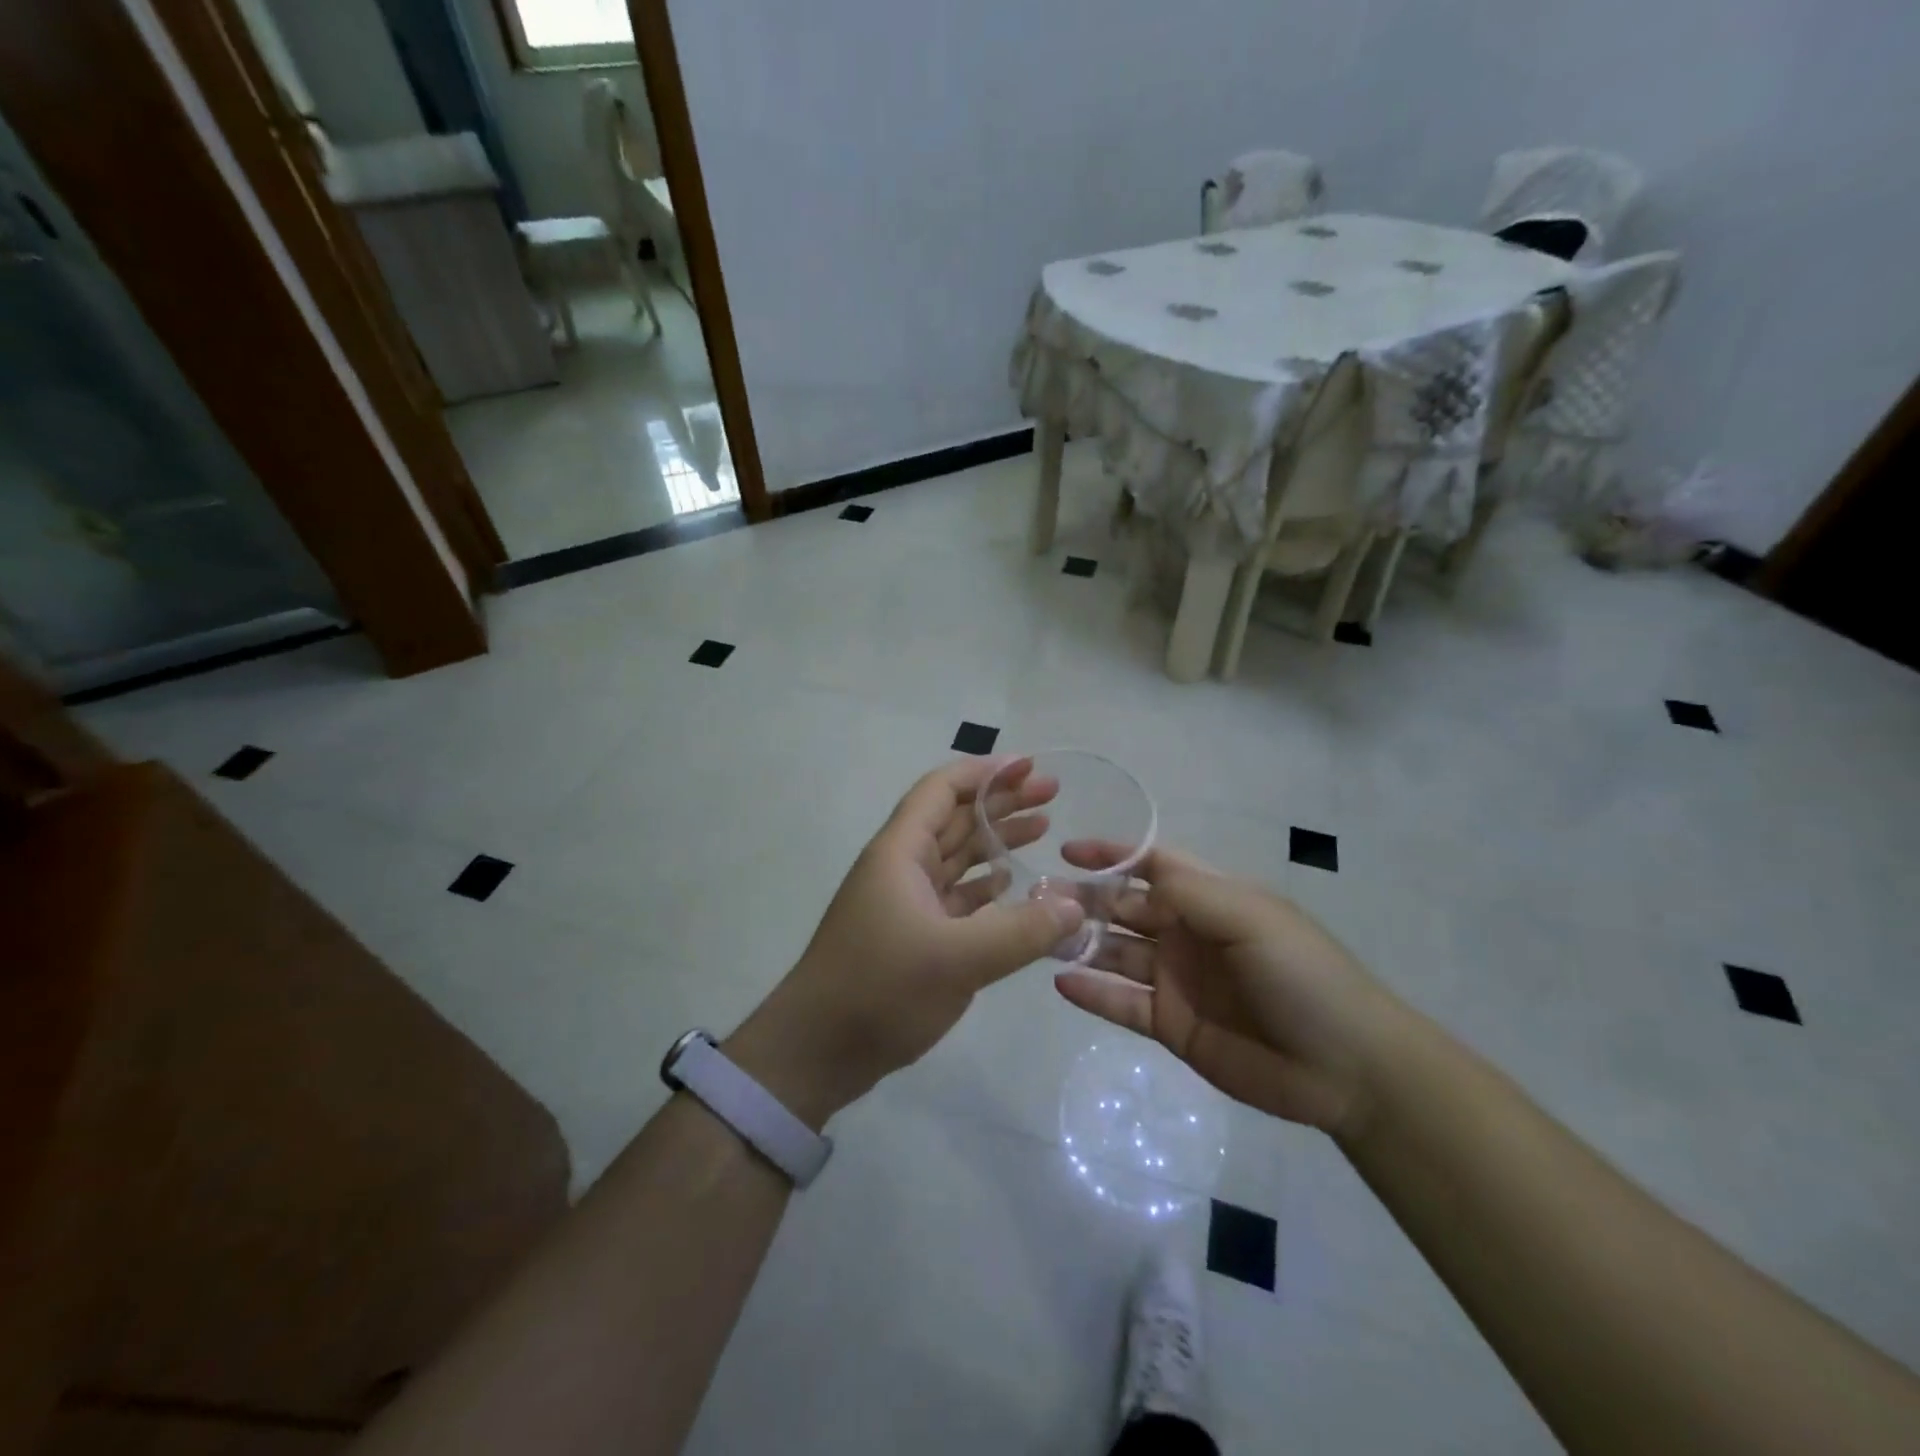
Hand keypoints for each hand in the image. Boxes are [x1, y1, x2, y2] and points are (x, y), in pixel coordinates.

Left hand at [726, 758, 1084, 1126]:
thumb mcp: (957, 959)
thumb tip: (1075, 906)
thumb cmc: (879, 989)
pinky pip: (955, 896)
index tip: (1030, 766)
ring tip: (1044, 829)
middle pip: (955, 818)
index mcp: (900, 853)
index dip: (986, 772)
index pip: (942, 790)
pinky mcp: (911, 935)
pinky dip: (985, 887)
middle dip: (1001, 801)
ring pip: (956, 857)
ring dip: (996, 841)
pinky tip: (1013, 884)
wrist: (816, 1051)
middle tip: (1052, 793)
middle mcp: (901, 867)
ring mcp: (904, 902)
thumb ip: (1021, 931)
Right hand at [1052, 843, 1409, 1136]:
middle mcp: (1187, 933)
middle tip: (1038, 900)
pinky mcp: (1172, 1025)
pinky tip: (1062, 982)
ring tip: (1040, 938)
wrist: (1346, 1067)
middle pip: (1124, 908)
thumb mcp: (1250, 916)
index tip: (1068, 850)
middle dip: (1084, 900)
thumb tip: (1131, 872)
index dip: (1113, 855)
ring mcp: (1176, 980)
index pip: (1152, 864)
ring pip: (1116, 954)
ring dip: (1080, 943)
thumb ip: (1188, 892)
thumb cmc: (1302, 974)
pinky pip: (1122, 1004)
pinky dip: (1092, 993)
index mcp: (1210, 898)